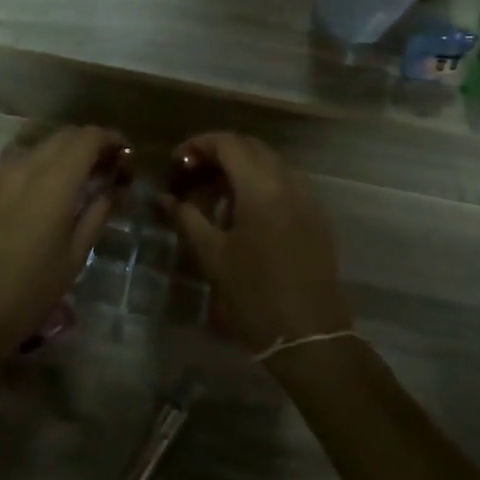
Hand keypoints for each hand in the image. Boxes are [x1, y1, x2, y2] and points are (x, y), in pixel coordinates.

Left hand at [0, 126, 124, 363]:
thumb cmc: (32, 289)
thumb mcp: (76, 254)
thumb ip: (98, 211)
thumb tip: (117, 187)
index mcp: (53, 180)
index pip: (87, 138)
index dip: (111, 140)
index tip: (128, 156)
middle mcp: (26, 167)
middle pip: (65, 136)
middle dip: (92, 143)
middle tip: (112, 168)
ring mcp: (3, 175)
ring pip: (43, 144)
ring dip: (68, 151)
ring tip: (86, 178)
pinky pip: (24, 159)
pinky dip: (47, 161)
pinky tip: (56, 189)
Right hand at [164, 132, 350, 357]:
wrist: (309, 336)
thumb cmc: (254, 294)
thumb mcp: (212, 255)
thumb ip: (186, 217)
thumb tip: (164, 198)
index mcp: (261, 186)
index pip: (228, 143)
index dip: (198, 145)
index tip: (176, 162)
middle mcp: (288, 182)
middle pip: (250, 147)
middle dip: (218, 153)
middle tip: (191, 174)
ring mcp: (307, 198)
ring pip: (270, 163)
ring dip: (240, 167)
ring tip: (213, 192)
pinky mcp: (316, 216)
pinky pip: (285, 182)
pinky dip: (260, 182)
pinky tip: (242, 210)